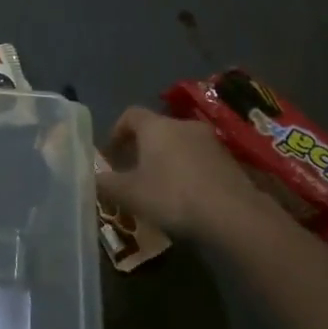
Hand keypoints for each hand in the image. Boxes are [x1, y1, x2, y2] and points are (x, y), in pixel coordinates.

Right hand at [101, 107, 266, 243]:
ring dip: (168, 160)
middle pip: (157, 129)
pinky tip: (188, 196)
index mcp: (155, 126)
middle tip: (134, 172)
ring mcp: (210, 141)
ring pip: (181, 144)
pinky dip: (190, 171)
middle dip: (143, 148)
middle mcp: (182, 124)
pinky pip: (200, 159)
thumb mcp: (130, 194)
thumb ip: (108, 184)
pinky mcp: (230, 160)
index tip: (112, 152)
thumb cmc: (173, 196)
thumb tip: (94, 177)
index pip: (130, 114)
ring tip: (162, 187)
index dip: (118, 130)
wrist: (233, 214)